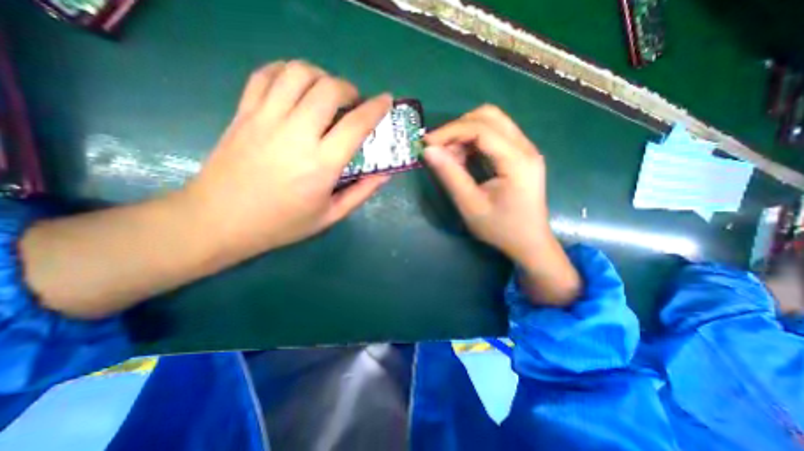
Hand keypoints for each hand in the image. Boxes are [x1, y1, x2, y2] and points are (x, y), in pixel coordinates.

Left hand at [184, 62, 394, 261]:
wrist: (220, 220)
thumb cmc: (282, 223)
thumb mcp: (330, 216)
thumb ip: (361, 192)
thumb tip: (385, 174)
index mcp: (321, 164)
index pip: (356, 125)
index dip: (377, 108)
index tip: (386, 101)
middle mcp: (296, 134)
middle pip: (329, 88)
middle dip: (349, 89)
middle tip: (353, 103)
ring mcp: (266, 119)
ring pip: (297, 73)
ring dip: (320, 76)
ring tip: (326, 93)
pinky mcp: (243, 113)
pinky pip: (265, 75)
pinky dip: (286, 72)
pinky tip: (295, 86)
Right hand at [423, 103, 581, 304]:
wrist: (529, 243)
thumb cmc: (501, 229)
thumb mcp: (470, 205)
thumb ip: (450, 175)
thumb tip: (428, 151)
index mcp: (517, 160)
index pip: (481, 129)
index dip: (450, 131)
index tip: (427, 143)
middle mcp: (526, 147)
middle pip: (489, 116)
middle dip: (458, 128)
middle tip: (439, 148)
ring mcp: (526, 149)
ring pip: (492, 122)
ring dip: (465, 133)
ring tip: (451, 156)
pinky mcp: (521, 155)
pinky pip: (495, 135)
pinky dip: (474, 141)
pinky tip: (464, 158)